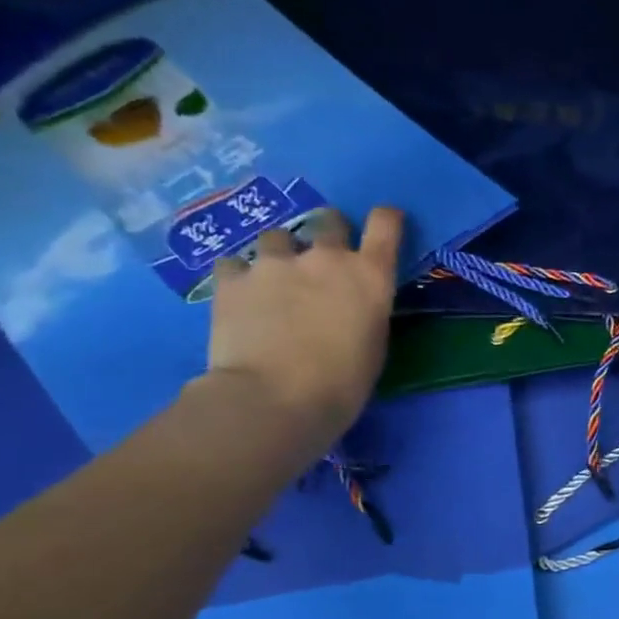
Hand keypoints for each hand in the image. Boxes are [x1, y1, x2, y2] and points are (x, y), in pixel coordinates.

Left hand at [202, 207, 401, 457]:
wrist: (273, 399)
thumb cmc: (341, 385)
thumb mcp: (373, 347)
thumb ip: (366, 312)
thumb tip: (352, 305)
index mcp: (370, 277)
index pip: (387, 225)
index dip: (386, 219)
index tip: (385, 224)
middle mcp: (325, 258)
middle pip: (329, 219)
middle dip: (328, 233)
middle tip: (322, 260)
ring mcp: (274, 264)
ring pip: (278, 237)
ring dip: (281, 253)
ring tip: (273, 281)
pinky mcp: (232, 279)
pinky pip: (235, 263)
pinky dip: (240, 275)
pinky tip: (240, 296)